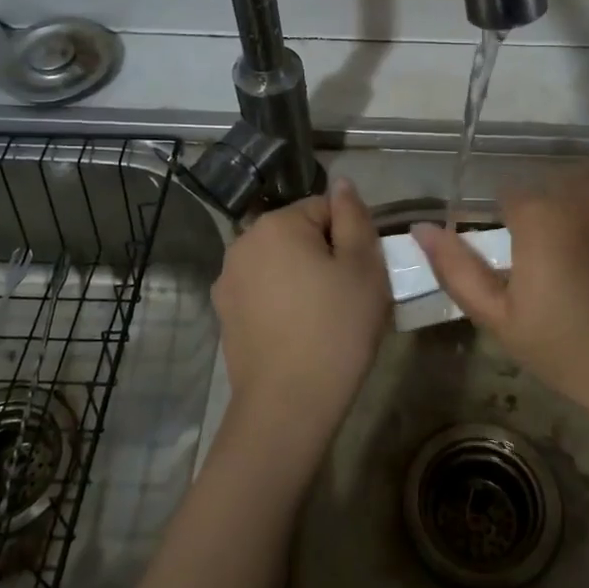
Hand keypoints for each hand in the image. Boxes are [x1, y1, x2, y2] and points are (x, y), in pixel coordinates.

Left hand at [211, 176, 388, 468]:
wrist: (288, 404)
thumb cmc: (336, 329)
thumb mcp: (363, 267)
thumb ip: (354, 217)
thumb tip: (343, 183)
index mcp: (275, 224)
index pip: (325, 209)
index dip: (351, 238)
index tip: (364, 274)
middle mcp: (242, 243)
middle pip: (299, 234)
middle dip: (326, 256)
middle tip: (350, 297)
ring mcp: (227, 281)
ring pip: (281, 264)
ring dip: (304, 279)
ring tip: (326, 318)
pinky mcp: (224, 314)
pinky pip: (264, 293)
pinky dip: (283, 302)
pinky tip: (300, 333)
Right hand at [414, 156, 588, 446]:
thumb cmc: (572, 351)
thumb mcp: (501, 319)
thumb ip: (457, 269)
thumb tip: (420, 227)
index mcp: (540, 215)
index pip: (511, 195)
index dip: (514, 226)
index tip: (526, 258)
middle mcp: (586, 189)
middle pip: (554, 179)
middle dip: (552, 209)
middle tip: (565, 256)